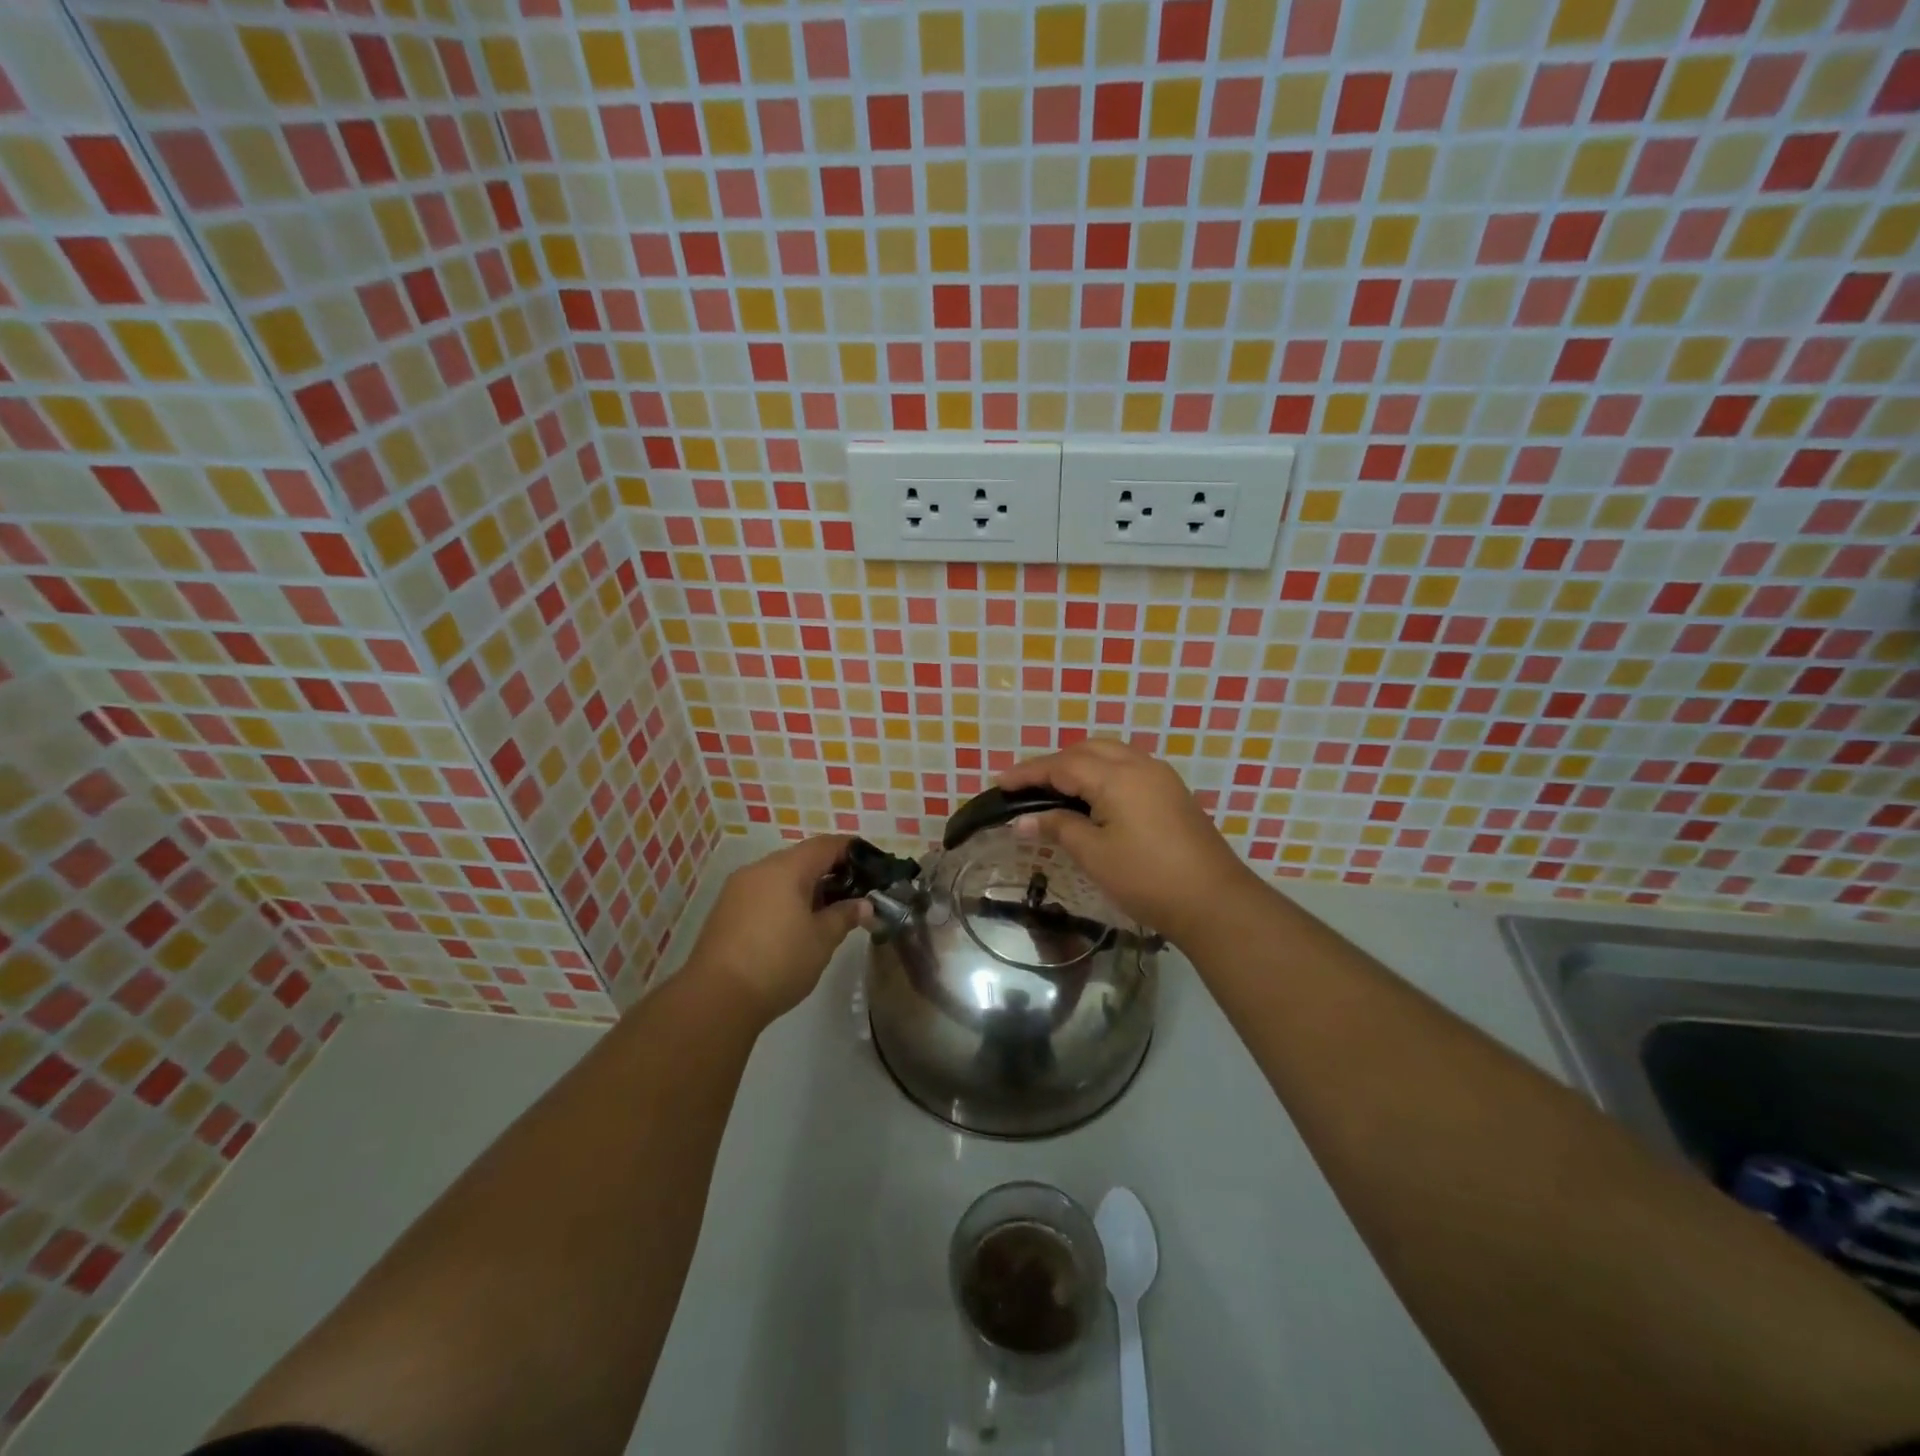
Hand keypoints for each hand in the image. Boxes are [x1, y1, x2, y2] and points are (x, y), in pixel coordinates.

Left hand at [684, 835, 868, 1022]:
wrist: (716, 998)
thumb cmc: (779, 962)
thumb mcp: (822, 940)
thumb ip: (845, 915)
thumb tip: (863, 904)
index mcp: (786, 868)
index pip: (825, 845)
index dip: (851, 850)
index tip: (872, 864)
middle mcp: (759, 869)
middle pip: (801, 858)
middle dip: (829, 872)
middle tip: (852, 894)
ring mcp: (738, 889)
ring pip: (780, 876)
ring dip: (805, 887)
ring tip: (826, 913)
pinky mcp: (725, 910)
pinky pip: (763, 893)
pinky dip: (783, 900)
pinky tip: (794, 926)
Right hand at [1000, 740, 1260, 946]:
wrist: (1213, 900)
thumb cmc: (1146, 878)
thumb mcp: (1094, 855)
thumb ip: (1058, 828)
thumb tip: (1021, 821)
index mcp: (1116, 776)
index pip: (1062, 765)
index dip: (1028, 773)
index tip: (999, 783)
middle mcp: (1139, 765)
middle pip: (1086, 750)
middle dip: (1053, 763)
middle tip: (1025, 785)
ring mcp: (1159, 776)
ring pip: (1110, 754)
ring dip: (1078, 764)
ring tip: (1054, 787)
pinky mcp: (1171, 792)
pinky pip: (1127, 767)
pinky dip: (1101, 772)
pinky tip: (1091, 794)